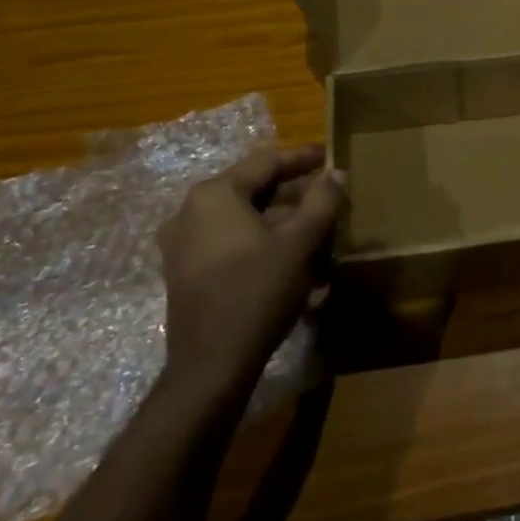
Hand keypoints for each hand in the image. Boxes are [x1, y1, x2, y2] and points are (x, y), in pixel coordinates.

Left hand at [156, 144, 345, 396]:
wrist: (211, 364)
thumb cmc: (257, 292)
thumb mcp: (300, 243)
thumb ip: (322, 201)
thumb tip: (336, 172)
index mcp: (215, 194)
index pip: (265, 162)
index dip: (301, 158)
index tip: (329, 156)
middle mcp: (190, 211)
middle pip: (251, 188)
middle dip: (292, 192)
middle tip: (326, 195)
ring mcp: (183, 243)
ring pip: (241, 217)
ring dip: (278, 219)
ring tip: (312, 228)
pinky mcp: (185, 271)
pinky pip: (228, 240)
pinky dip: (258, 239)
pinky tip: (286, 256)